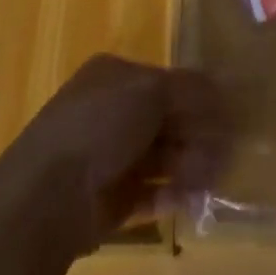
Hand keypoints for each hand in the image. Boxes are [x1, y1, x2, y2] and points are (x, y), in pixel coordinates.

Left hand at [0, 55, 229, 253]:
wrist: (48, 195)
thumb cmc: (99, 125)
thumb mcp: (151, 91)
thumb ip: (191, 89)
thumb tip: (225, 89)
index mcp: (115, 75)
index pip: (166, 80)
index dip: (197, 96)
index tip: (227, 115)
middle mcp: (111, 110)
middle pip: (166, 119)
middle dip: (197, 133)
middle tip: (227, 151)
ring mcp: (109, 156)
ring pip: (161, 155)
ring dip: (190, 163)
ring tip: (214, 178)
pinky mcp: (111, 199)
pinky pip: (151, 192)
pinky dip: (173, 193)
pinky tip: (194, 199)